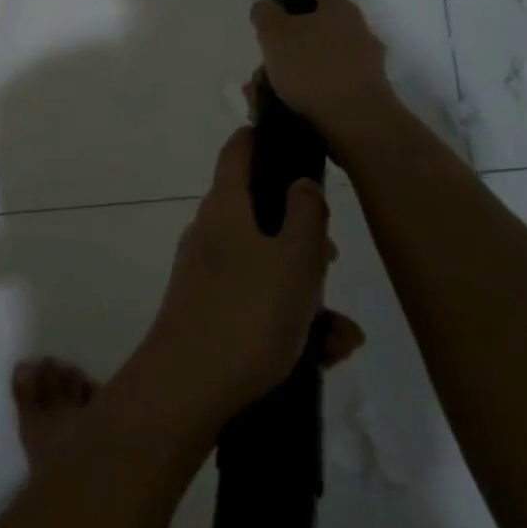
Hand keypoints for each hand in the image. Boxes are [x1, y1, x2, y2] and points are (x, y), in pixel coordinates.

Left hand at [141, 128, 358, 426]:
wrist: (187, 389)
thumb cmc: (247, 315)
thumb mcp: (295, 260)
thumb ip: (306, 215)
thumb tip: (300, 183)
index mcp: (225, 207)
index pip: (238, 151)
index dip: (262, 138)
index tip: (291, 138)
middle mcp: (211, 233)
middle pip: (261, 214)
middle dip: (303, 237)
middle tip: (333, 261)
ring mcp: (206, 273)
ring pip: (267, 266)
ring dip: (306, 292)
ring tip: (339, 334)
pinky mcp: (209, 312)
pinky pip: (257, 302)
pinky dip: (290, 321)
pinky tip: (322, 355)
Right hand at [249, 0, 397, 138]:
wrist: (357, 124)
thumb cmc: (314, 69)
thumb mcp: (275, 36)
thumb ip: (266, 16)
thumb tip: (265, 7)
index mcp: (337, 10)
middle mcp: (356, 32)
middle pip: (322, 24)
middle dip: (293, 36)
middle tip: (268, 50)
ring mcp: (364, 65)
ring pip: (319, 58)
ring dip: (292, 69)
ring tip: (263, 88)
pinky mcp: (363, 95)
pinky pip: (324, 85)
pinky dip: (303, 91)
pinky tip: (278, 106)